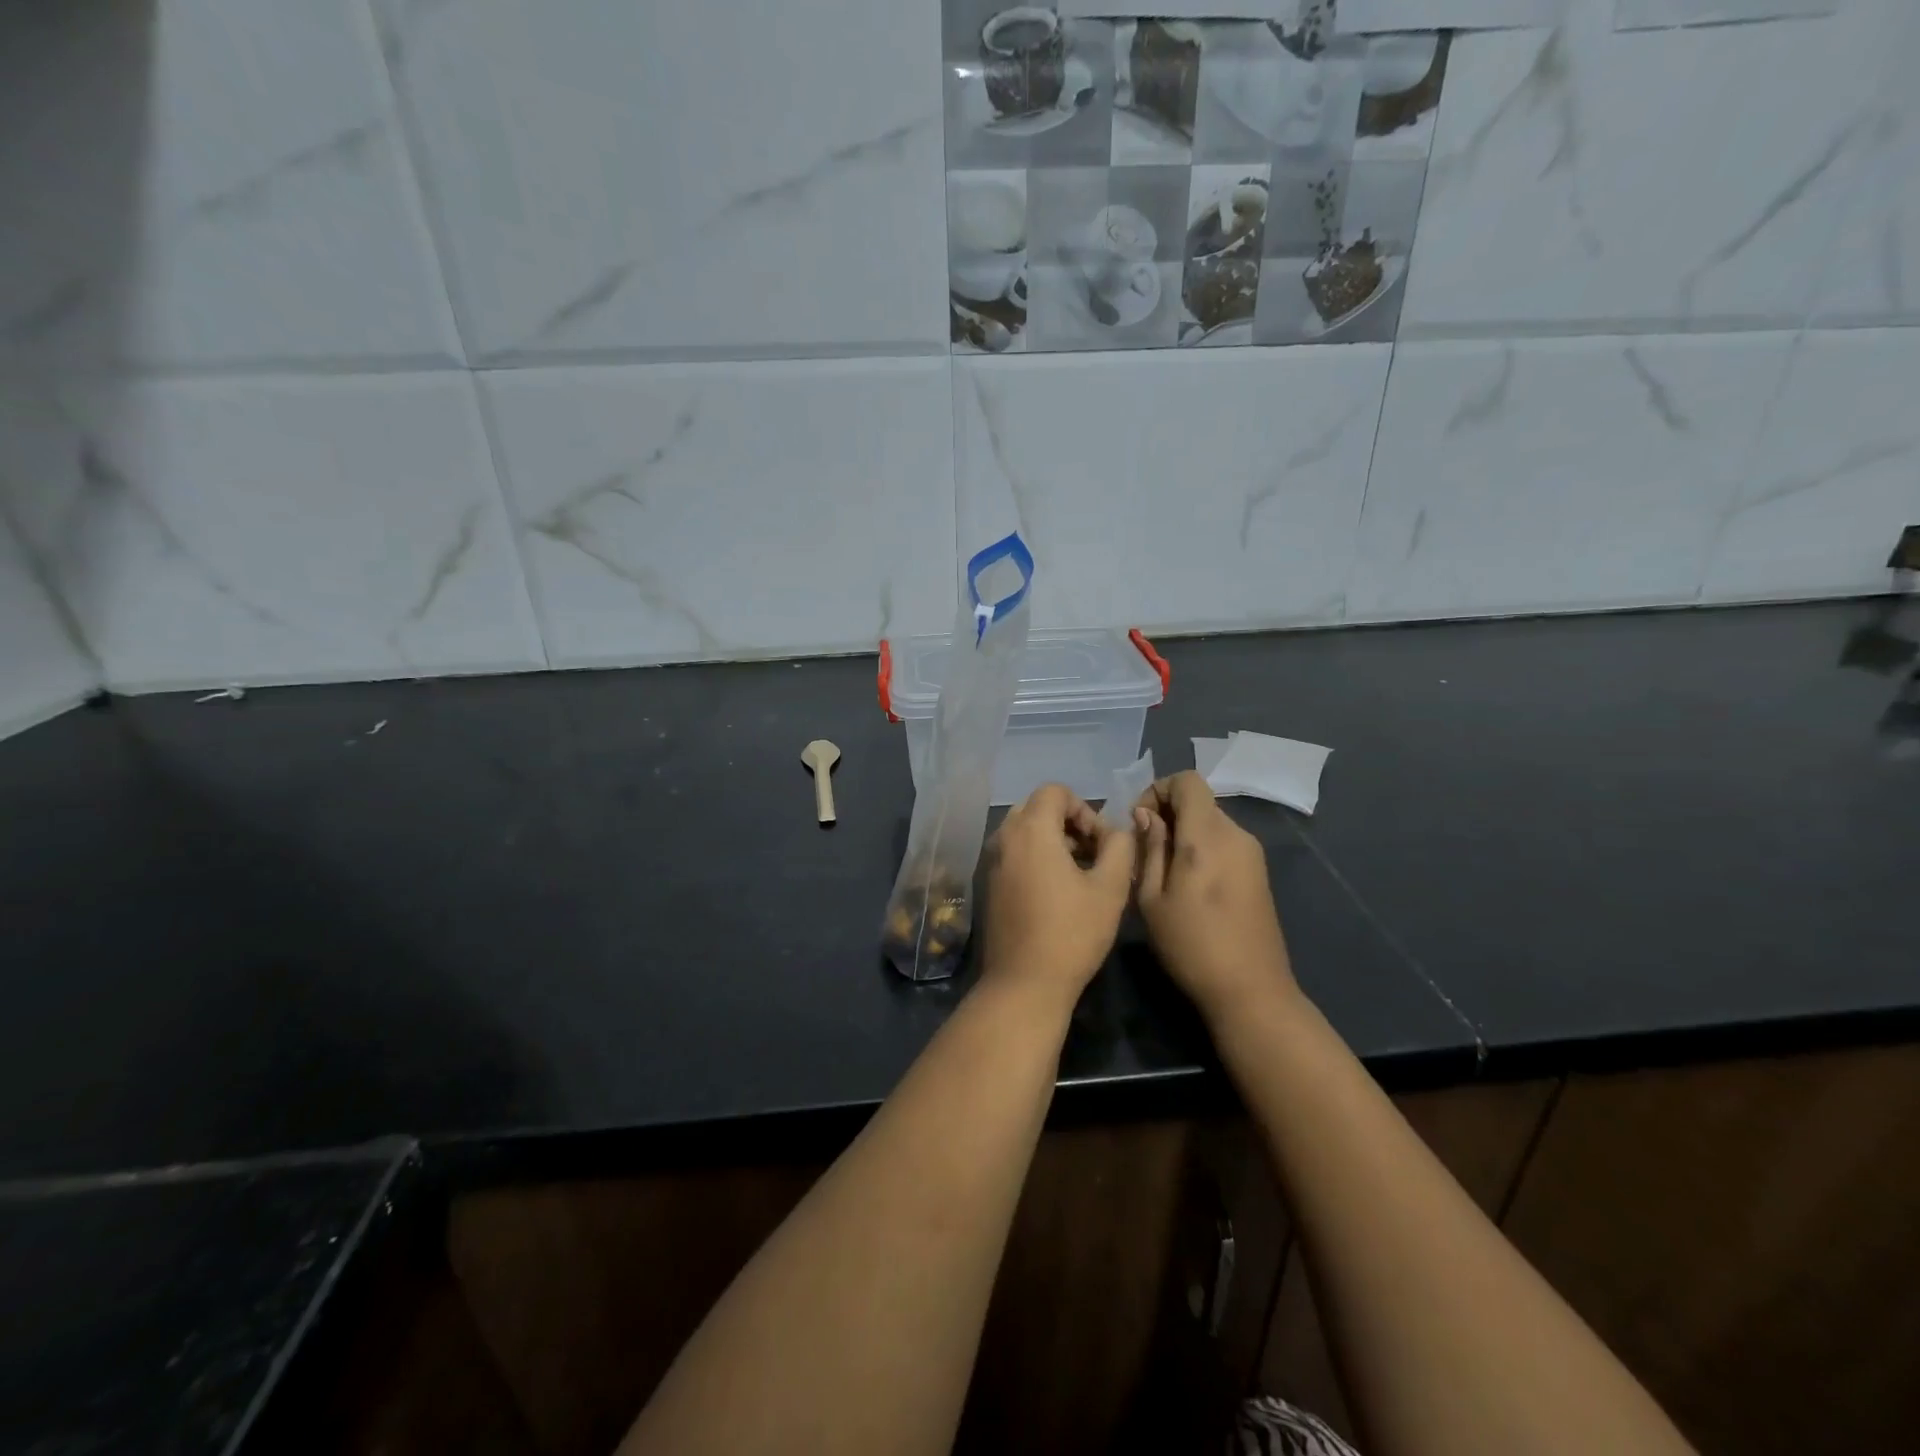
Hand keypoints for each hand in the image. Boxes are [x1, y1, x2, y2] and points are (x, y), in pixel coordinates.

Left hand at [980, 784, 1135, 1001]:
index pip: (1055, 791)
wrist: (1024, 983)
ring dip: (1053, 841)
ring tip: (1080, 875)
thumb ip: (1119, 847)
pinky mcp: (989, 885)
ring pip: (1024, 832)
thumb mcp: (1110, 888)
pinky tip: (1056, 892)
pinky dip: (1036, 858)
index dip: (1084, 809)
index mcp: (1030, 830)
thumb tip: (1116, 831)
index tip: (1101, 843)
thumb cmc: (1072, 933)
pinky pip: (1014, 854)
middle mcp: (1004, 838)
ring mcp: (991, 862)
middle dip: (1068, 823)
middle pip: (1037, 808)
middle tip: (1092, 855)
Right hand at [1134, 772, 1297, 1023]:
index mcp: (1207, 836)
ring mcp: (1252, 853)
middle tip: (1143, 850)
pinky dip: (1201, 848)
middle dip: (1167, 814)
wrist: (1250, 991)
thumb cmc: (1191, 945)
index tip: (1139, 822)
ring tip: (1161, 871)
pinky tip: (1188, 886)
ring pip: (1209, 822)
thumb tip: (1147, 815)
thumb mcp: (1152, 897)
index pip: (1187, 781)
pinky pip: (1223, 843)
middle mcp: (1235, 834)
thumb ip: (1150, 848)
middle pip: (1198, 801)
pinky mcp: (1258, 872)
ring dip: (1183, 833)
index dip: (1158, 789)